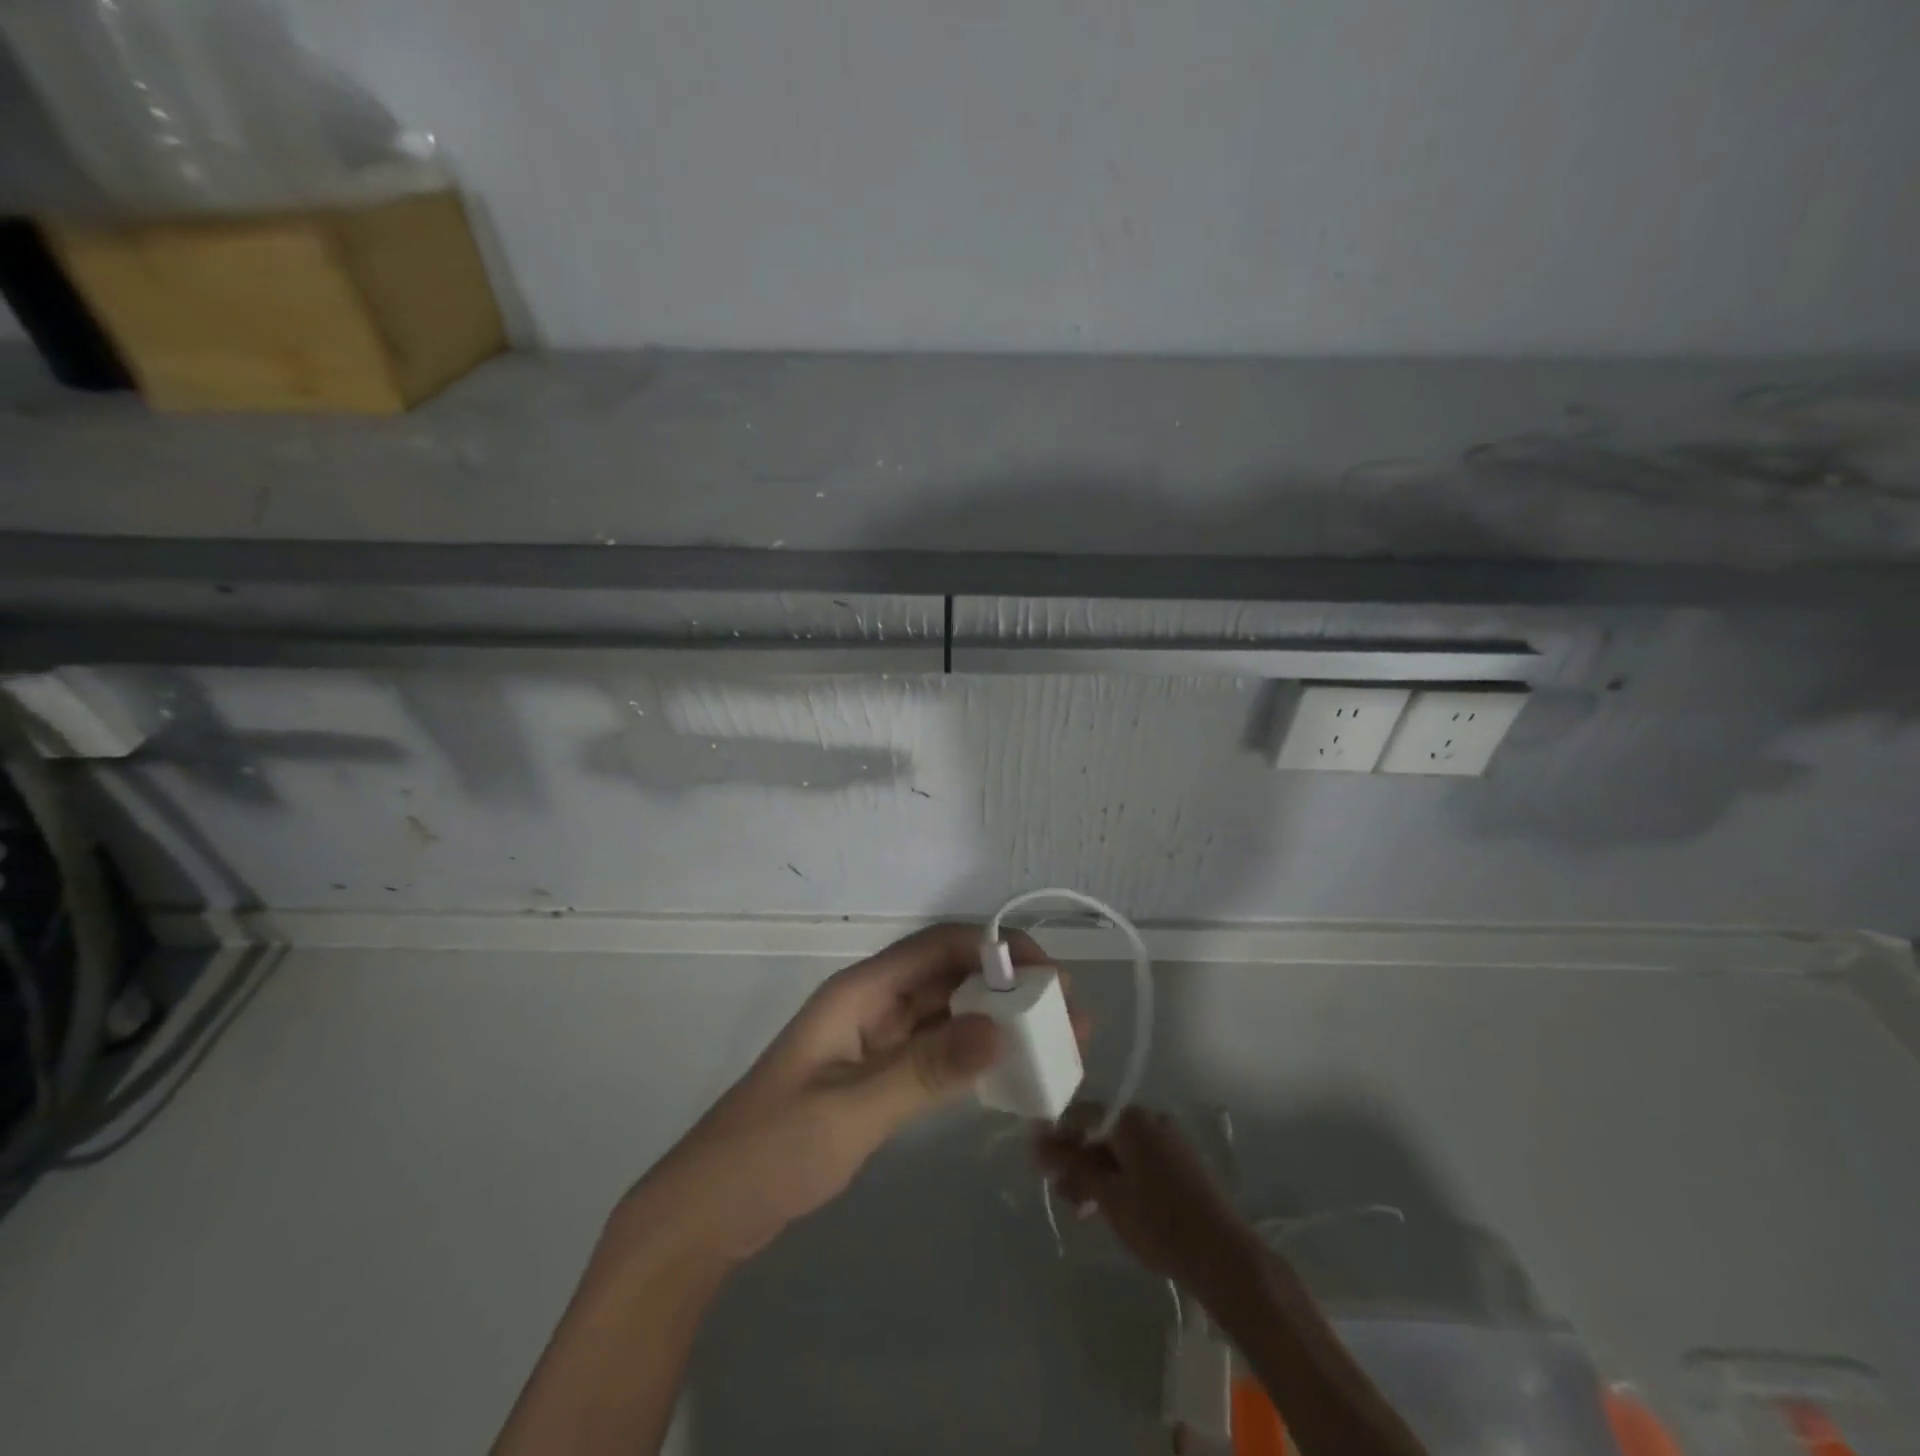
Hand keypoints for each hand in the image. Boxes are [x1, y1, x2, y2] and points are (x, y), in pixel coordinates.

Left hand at [623, 923, 1048, 1265]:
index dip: (996, 948)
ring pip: (948, 1014)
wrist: (709, 1212)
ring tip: (1056, 1041)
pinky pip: (937, 1051)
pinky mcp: (879, 1077)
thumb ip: (924, 1070)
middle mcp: (873, 1005)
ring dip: (998, 1021)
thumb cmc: (770, 1151)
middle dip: (1009, 986)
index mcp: (860, 993)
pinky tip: (1011, 1071)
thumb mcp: (850, 1112)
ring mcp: (876, 1042)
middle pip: (951, 976)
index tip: (1051, 974)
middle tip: (1069, 1015)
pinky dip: (974, 1055)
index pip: (939, 947)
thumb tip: (999, 1027)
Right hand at [1035, 1104, 1256, 1294]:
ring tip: (1082, 1208)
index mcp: (1131, 1118)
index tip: (1038, 1163)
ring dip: (1096, 1172)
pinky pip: (1139, 1160)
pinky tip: (1111, 1206)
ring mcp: (1169, 1140)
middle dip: (1076, 1159)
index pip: (1080, 1114)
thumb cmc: (1159, 1222)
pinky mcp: (1181, 1163)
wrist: (1225, 1257)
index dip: (1056, 1136)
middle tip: (1060, 1193)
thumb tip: (1035, 1140)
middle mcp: (1150, 1119)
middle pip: (1100, 1130)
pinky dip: (1119, 1177)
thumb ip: (1071, 1164)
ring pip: (1119, 1148)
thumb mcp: (1107, 1194)